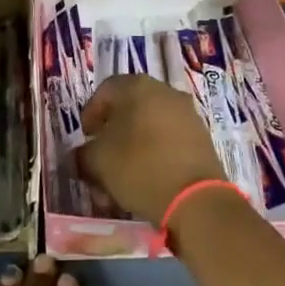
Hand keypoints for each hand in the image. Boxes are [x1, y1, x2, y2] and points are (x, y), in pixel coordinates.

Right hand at [80, 74, 225, 220]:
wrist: (195, 199)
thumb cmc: (138, 167)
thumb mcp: (97, 161)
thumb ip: (82, 154)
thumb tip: (82, 155)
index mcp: (137, 86)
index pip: (105, 91)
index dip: (91, 114)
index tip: (86, 138)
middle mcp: (165, 92)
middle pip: (129, 110)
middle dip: (112, 136)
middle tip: (102, 159)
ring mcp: (187, 115)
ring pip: (149, 128)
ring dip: (132, 149)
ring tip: (122, 178)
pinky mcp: (202, 139)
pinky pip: (169, 141)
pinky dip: (154, 156)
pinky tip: (146, 181)